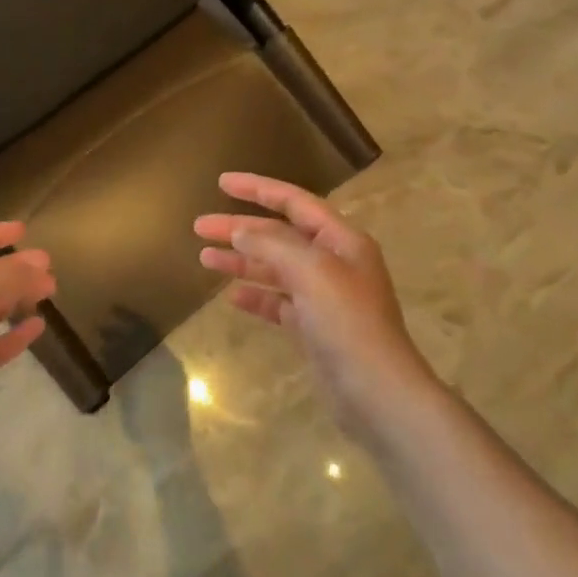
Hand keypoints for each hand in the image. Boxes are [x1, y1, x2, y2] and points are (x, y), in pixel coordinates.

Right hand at [195, 173, 436, 442]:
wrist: (377, 394)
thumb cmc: (347, 323)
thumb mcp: (312, 272)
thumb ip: (273, 245)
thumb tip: (240, 231)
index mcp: (341, 241)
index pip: (295, 202)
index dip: (258, 188)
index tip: (222, 182)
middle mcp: (334, 263)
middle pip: (279, 235)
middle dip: (240, 229)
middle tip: (199, 226)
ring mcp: (324, 297)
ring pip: (275, 269)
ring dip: (241, 262)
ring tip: (204, 258)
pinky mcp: (315, 329)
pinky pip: (279, 302)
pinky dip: (256, 297)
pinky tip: (232, 297)